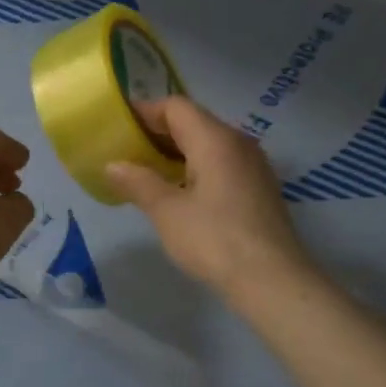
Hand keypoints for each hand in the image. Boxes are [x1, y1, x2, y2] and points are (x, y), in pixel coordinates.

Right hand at [105, 97, 312, 297]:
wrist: (272, 279)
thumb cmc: (214, 239)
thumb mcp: (167, 211)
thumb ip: (139, 182)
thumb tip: (113, 165)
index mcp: (215, 139)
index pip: (176, 106)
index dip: (145, 112)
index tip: (119, 127)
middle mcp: (238, 142)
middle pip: (194, 122)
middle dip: (158, 133)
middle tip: (127, 151)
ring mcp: (253, 165)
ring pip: (209, 144)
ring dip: (177, 152)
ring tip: (147, 173)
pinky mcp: (259, 188)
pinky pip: (222, 163)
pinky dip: (196, 168)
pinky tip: (180, 193)